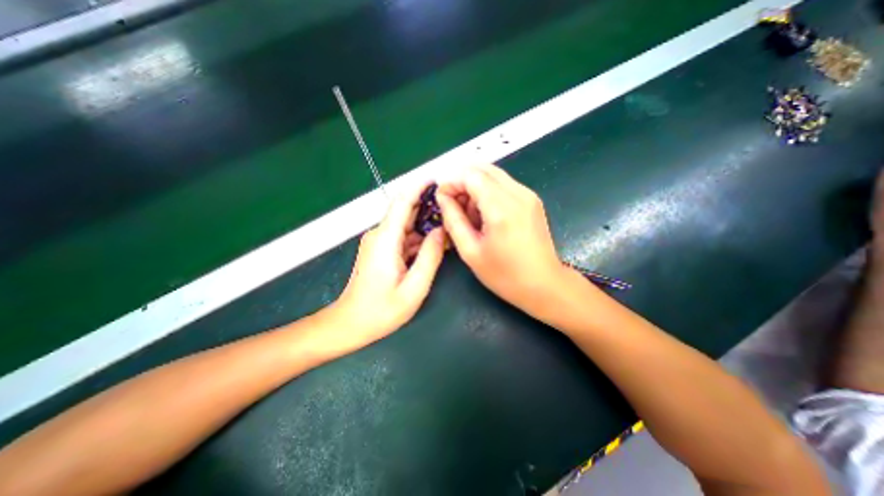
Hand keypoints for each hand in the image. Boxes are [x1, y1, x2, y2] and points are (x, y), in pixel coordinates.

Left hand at [330, 182, 444, 352]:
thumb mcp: (413, 288)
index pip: (402, 202)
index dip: (419, 188)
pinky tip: (435, 243)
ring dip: (426, 224)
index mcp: (386, 239)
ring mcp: (380, 242)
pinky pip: (403, 238)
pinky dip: (419, 238)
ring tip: (450, 226)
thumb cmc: (381, 311)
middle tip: (454, 208)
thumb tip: (440, 231)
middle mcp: (380, 235)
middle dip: (429, 207)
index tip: (438, 181)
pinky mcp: (381, 250)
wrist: (350, 324)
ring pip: (407, 225)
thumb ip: (430, 257)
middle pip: (406, 211)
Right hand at [434, 165, 573, 319]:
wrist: (544, 285)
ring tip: (469, 213)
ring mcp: (528, 195)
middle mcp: (518, 194)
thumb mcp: (470, 251)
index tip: (441, 198)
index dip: (451, 182)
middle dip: (462, 181)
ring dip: (475, 186)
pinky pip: (504, 184)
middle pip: (483, 169)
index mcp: (501, 209)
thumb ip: (453, 220)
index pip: (471, 176)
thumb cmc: (504, 275)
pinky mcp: (532, 199)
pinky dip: (488, 191)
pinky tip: (485, 214)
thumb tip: (442, 197)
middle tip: (453, 205)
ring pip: (493, 174)